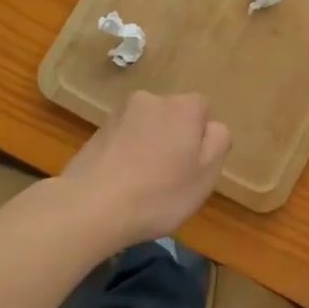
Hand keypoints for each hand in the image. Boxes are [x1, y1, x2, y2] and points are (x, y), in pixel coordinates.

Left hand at [61, 92, 230, 246]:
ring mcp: (119, 115)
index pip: (202, 109)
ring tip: (143, 183)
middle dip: (174, 138)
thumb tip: (212, 127)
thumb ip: (218, 142)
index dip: (201, 137)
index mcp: (183, 107)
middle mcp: (150, 100)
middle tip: (171, 176)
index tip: (194, 165)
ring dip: (149, 145)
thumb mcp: (206, 175)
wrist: (90, 207)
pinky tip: (121, 183)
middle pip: (173, 115)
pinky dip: (126, 154)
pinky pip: (124, 139)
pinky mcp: (95, 133)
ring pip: (146, 127)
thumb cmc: (159, 194)